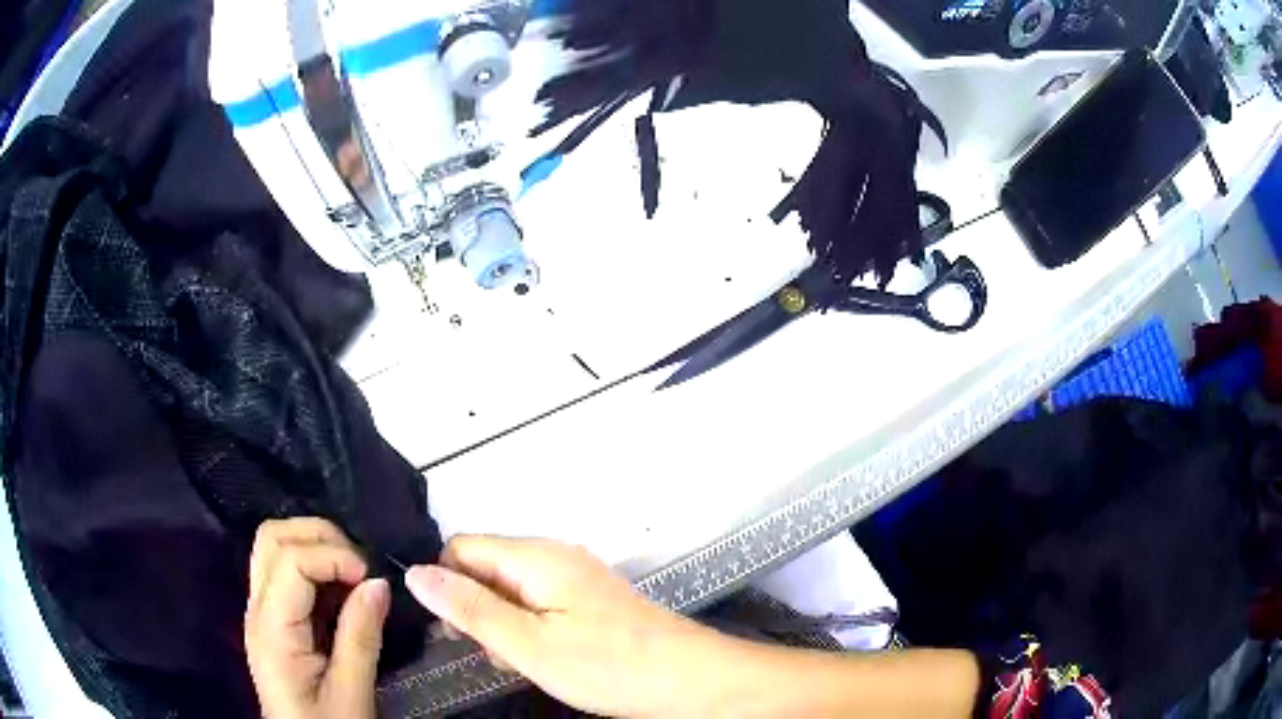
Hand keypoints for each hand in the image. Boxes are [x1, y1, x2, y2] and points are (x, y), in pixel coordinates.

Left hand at [245, 519, 389, 718]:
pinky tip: (341, 591)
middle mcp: (257, 610)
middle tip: (361, 566)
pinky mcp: (272, 619)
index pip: (290, 560)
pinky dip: (314, 565)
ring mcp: (261, 611)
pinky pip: (284, 570)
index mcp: (272, 630)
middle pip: (272, 538)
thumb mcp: (352, 693)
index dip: (333, 556)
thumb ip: (361, 637)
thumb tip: (380, 583)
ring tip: (353, 574)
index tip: (372, 578)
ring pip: (274, 546)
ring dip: (315, 545)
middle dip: (320, 536)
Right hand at [405, 537, 731, 718]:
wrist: (690, 680)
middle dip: (478, 611)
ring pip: (510, 593)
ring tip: (527, 663)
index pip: (461, 548)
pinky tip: (547, 661)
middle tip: (500, 654)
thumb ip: (469, 608)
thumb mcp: (528, 644)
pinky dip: (531, 631)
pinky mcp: (589, 601)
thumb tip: (415, 572)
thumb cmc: (609, 665)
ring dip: (504, 627)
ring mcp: (575, 578)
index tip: (456, 631)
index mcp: (536, 556)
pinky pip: (539, 606)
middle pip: (486, 569)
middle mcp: (554, 556)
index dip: (447, 585)